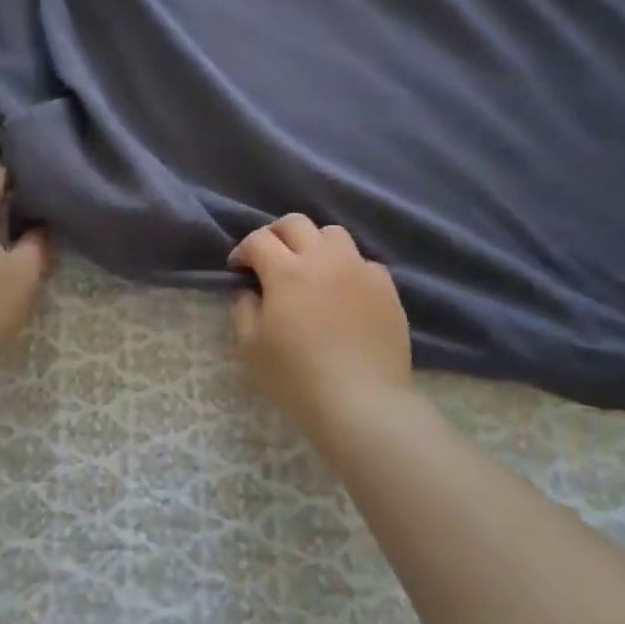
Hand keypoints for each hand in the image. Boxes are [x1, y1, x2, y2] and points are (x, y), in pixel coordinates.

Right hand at [231, 215, 414, 422]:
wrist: (361, 400)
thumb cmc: (296, 376)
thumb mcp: (250, 346)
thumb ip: (244, 308)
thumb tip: (249, 290)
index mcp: (286, 271)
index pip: (258, 240)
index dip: (243, 251)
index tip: (238, 270)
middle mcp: (324, 259)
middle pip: (296, 223)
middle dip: (275, 235)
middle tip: (268, 260)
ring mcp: (359, 270)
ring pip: (333, 233)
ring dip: (313, 244)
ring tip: (309, 269)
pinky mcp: (386, 287)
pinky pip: (363, 261)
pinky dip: (346, 266)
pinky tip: (341, 291)